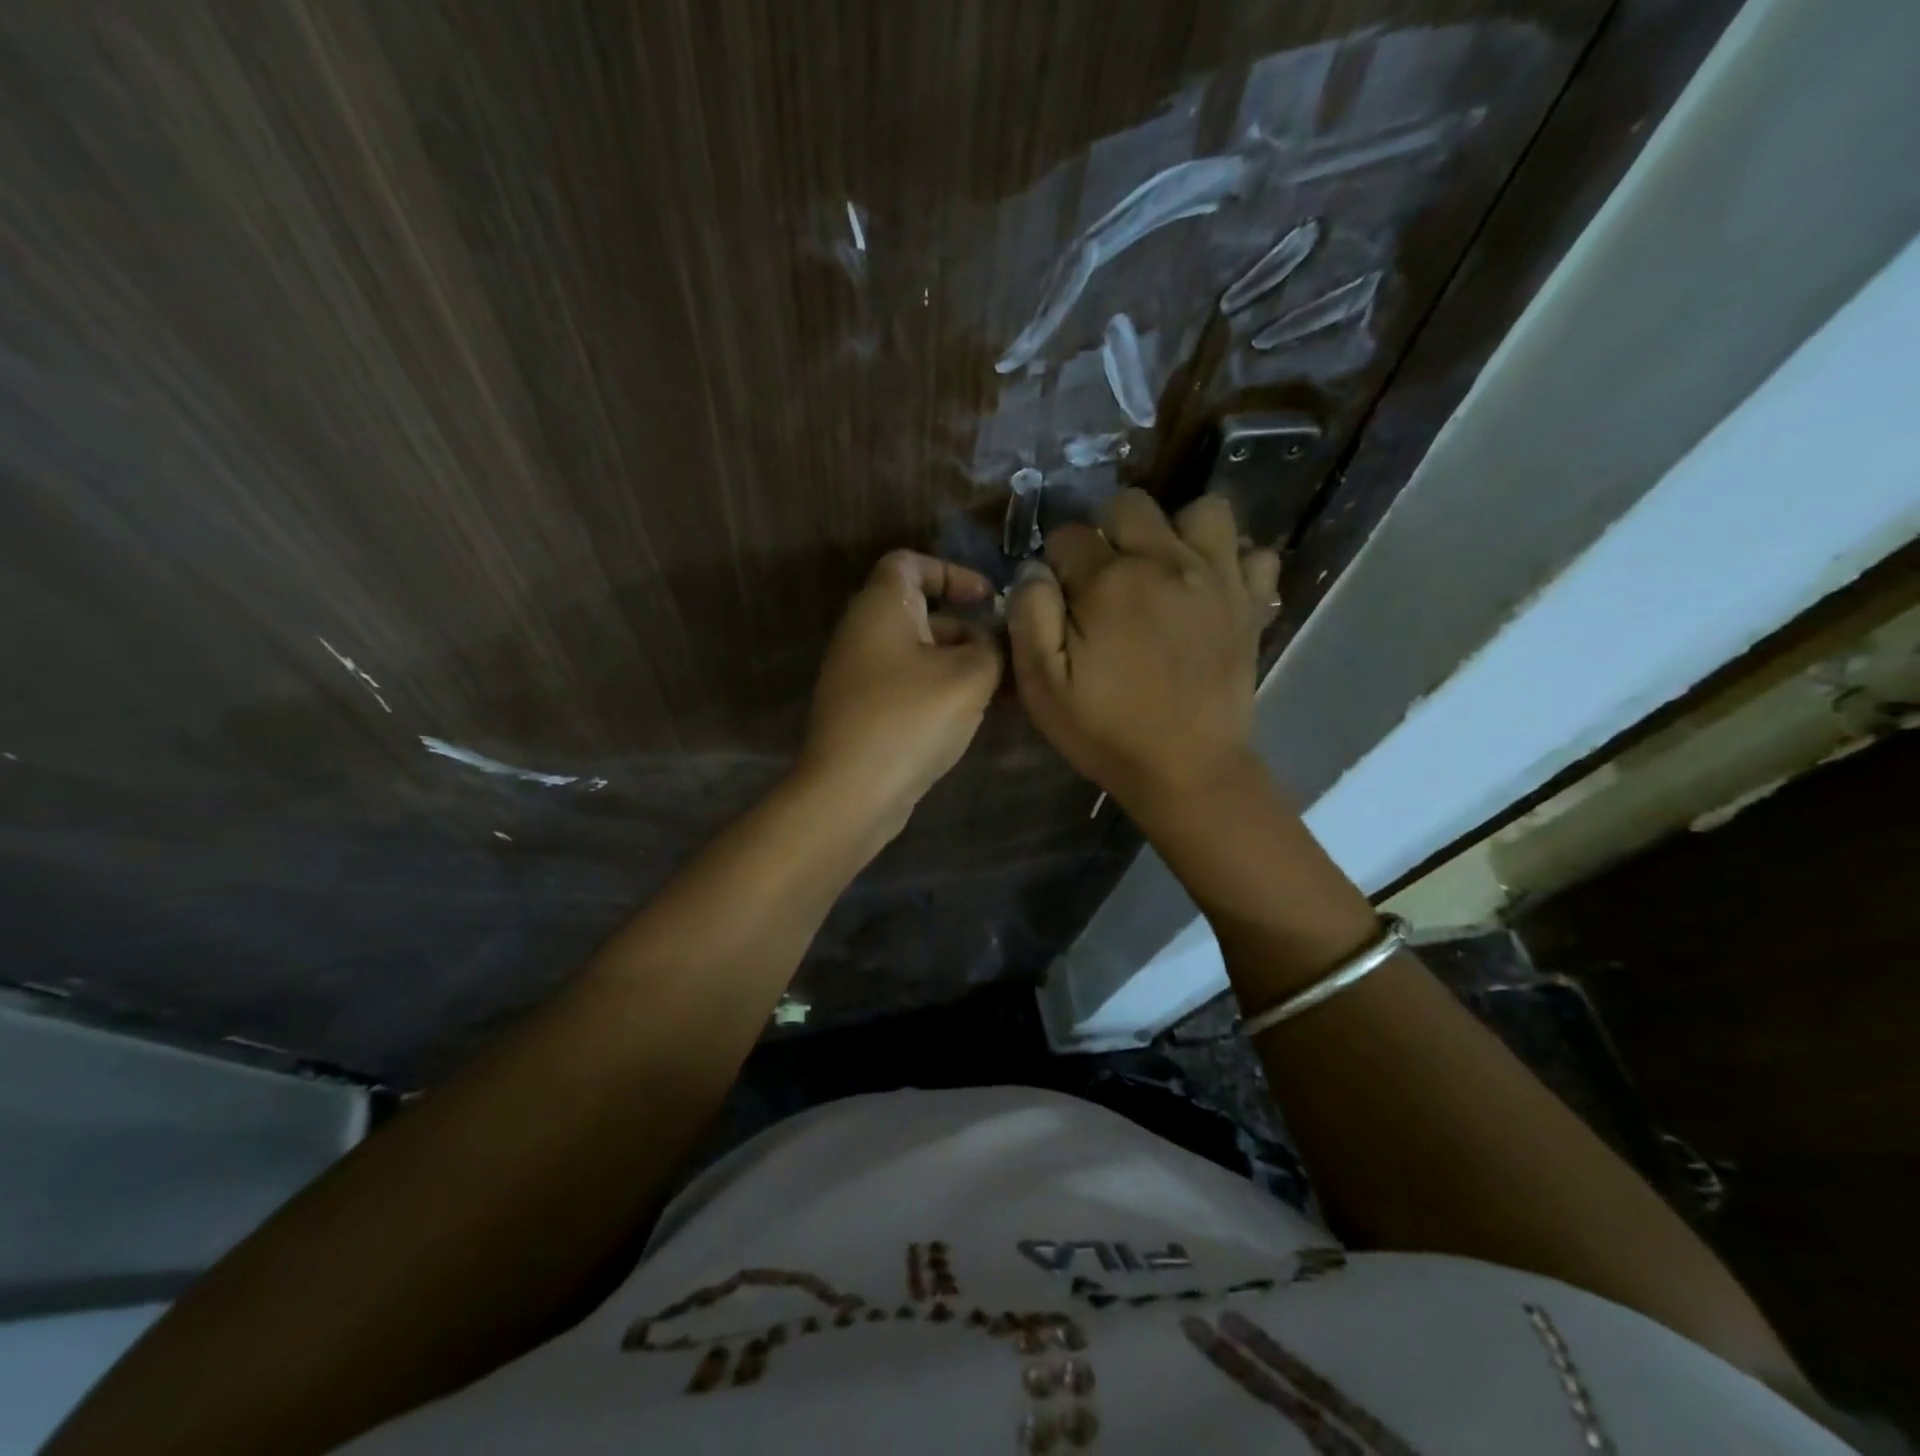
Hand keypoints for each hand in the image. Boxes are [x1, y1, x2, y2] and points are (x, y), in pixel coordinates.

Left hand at [798, 549, 1003, 838]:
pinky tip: (974, 716)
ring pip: (920, 654)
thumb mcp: (969, 677)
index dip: (952, 572)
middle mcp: (864, 633)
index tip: (988, 599)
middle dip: (969, 629)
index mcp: (881, 607)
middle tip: (1009, 655)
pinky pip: (910, 685)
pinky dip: (941, 690)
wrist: (851, 792)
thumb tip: (992, 642)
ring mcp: (860, 675)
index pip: (910, 563)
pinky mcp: (864, 712)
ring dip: (961, 665)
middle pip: (922, 613)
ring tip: (1004, 691)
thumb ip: (992, 647)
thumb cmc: (910, 718)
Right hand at [1007, 490, 1279, 818]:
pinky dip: (1234, 562)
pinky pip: (1255, 553)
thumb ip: (1030, 616)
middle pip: (1131, 505)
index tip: (1061, 599)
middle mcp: (1165, 562)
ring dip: (1177, 531)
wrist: (1188, 771)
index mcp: (1108, 582)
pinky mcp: (1251, 603)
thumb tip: (1036, 569)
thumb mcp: (1043, 686)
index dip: (1057, 563)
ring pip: (1202, 510)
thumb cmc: (1107, 732)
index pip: (1068, 535)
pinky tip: (1211, 589)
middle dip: (1109, 533)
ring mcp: (1216, 578)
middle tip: (1107, 581)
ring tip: (1163, 570)